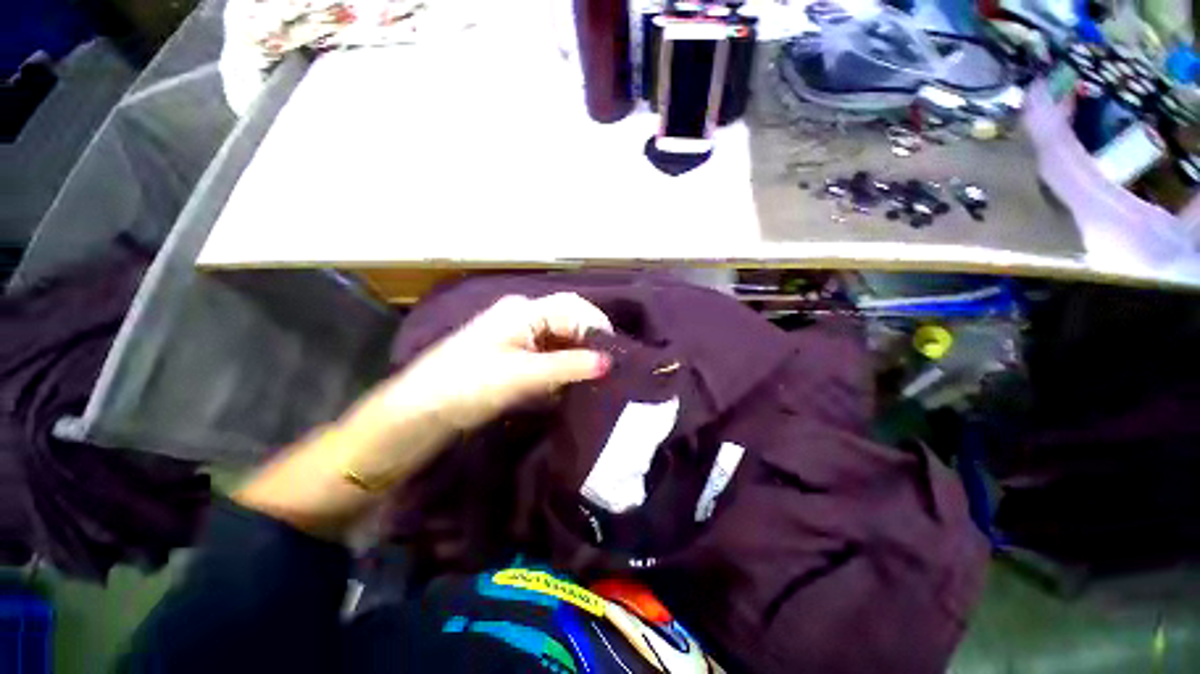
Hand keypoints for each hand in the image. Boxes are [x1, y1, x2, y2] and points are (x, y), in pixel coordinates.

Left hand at [364, 292, 613, 433]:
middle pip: (569, 322)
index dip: (598, 328)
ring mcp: (519, 335)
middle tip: (609, 368)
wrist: (422, 411)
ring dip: (577, 357)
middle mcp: (524, 315)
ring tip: (595, 377)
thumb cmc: (468, 385)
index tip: (616, 355)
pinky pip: (549, 354)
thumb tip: (609, 362)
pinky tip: (571, 383)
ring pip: (561, 339)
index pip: (573, 308)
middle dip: (590, 343)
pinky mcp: (515, 354)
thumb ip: (568, 366)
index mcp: (524, 310)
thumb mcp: (522, 375)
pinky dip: (563, 367)